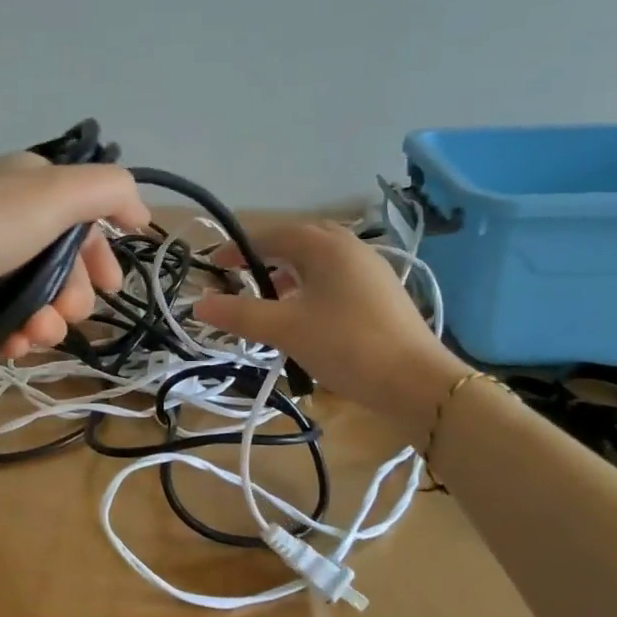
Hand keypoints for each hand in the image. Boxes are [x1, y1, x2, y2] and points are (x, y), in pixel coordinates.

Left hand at [0, 153, 151, 359]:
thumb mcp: (60, 193)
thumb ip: (109, 192)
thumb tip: (139, 213)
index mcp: (34, 184)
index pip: (85, 220)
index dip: (102, 255)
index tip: (112, 287)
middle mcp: (10, 213)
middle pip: (63, 264)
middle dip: (73, 297)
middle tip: (66, 315)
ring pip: (35, 296)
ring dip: (46, 322)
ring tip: (35, 336)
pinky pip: (3, 314)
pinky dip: (15, 332)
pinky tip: (13, 345)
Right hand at [193, 219, 469, 443]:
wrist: (417, 383)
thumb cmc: (346, 345)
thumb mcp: (285, 329)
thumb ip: (239, 314)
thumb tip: (198, 305)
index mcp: (326, 246)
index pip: (272, 234)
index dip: (238, 248)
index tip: (214, 266)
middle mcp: (350, 248)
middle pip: (297, 241)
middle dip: (265, 256)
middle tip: (239, 277)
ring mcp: (370, 270)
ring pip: (317, 261)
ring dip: (287, 273)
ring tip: (267, 298)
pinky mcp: (380, 294)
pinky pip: (334, 278)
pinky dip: (309, 288)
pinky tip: (302, 315)